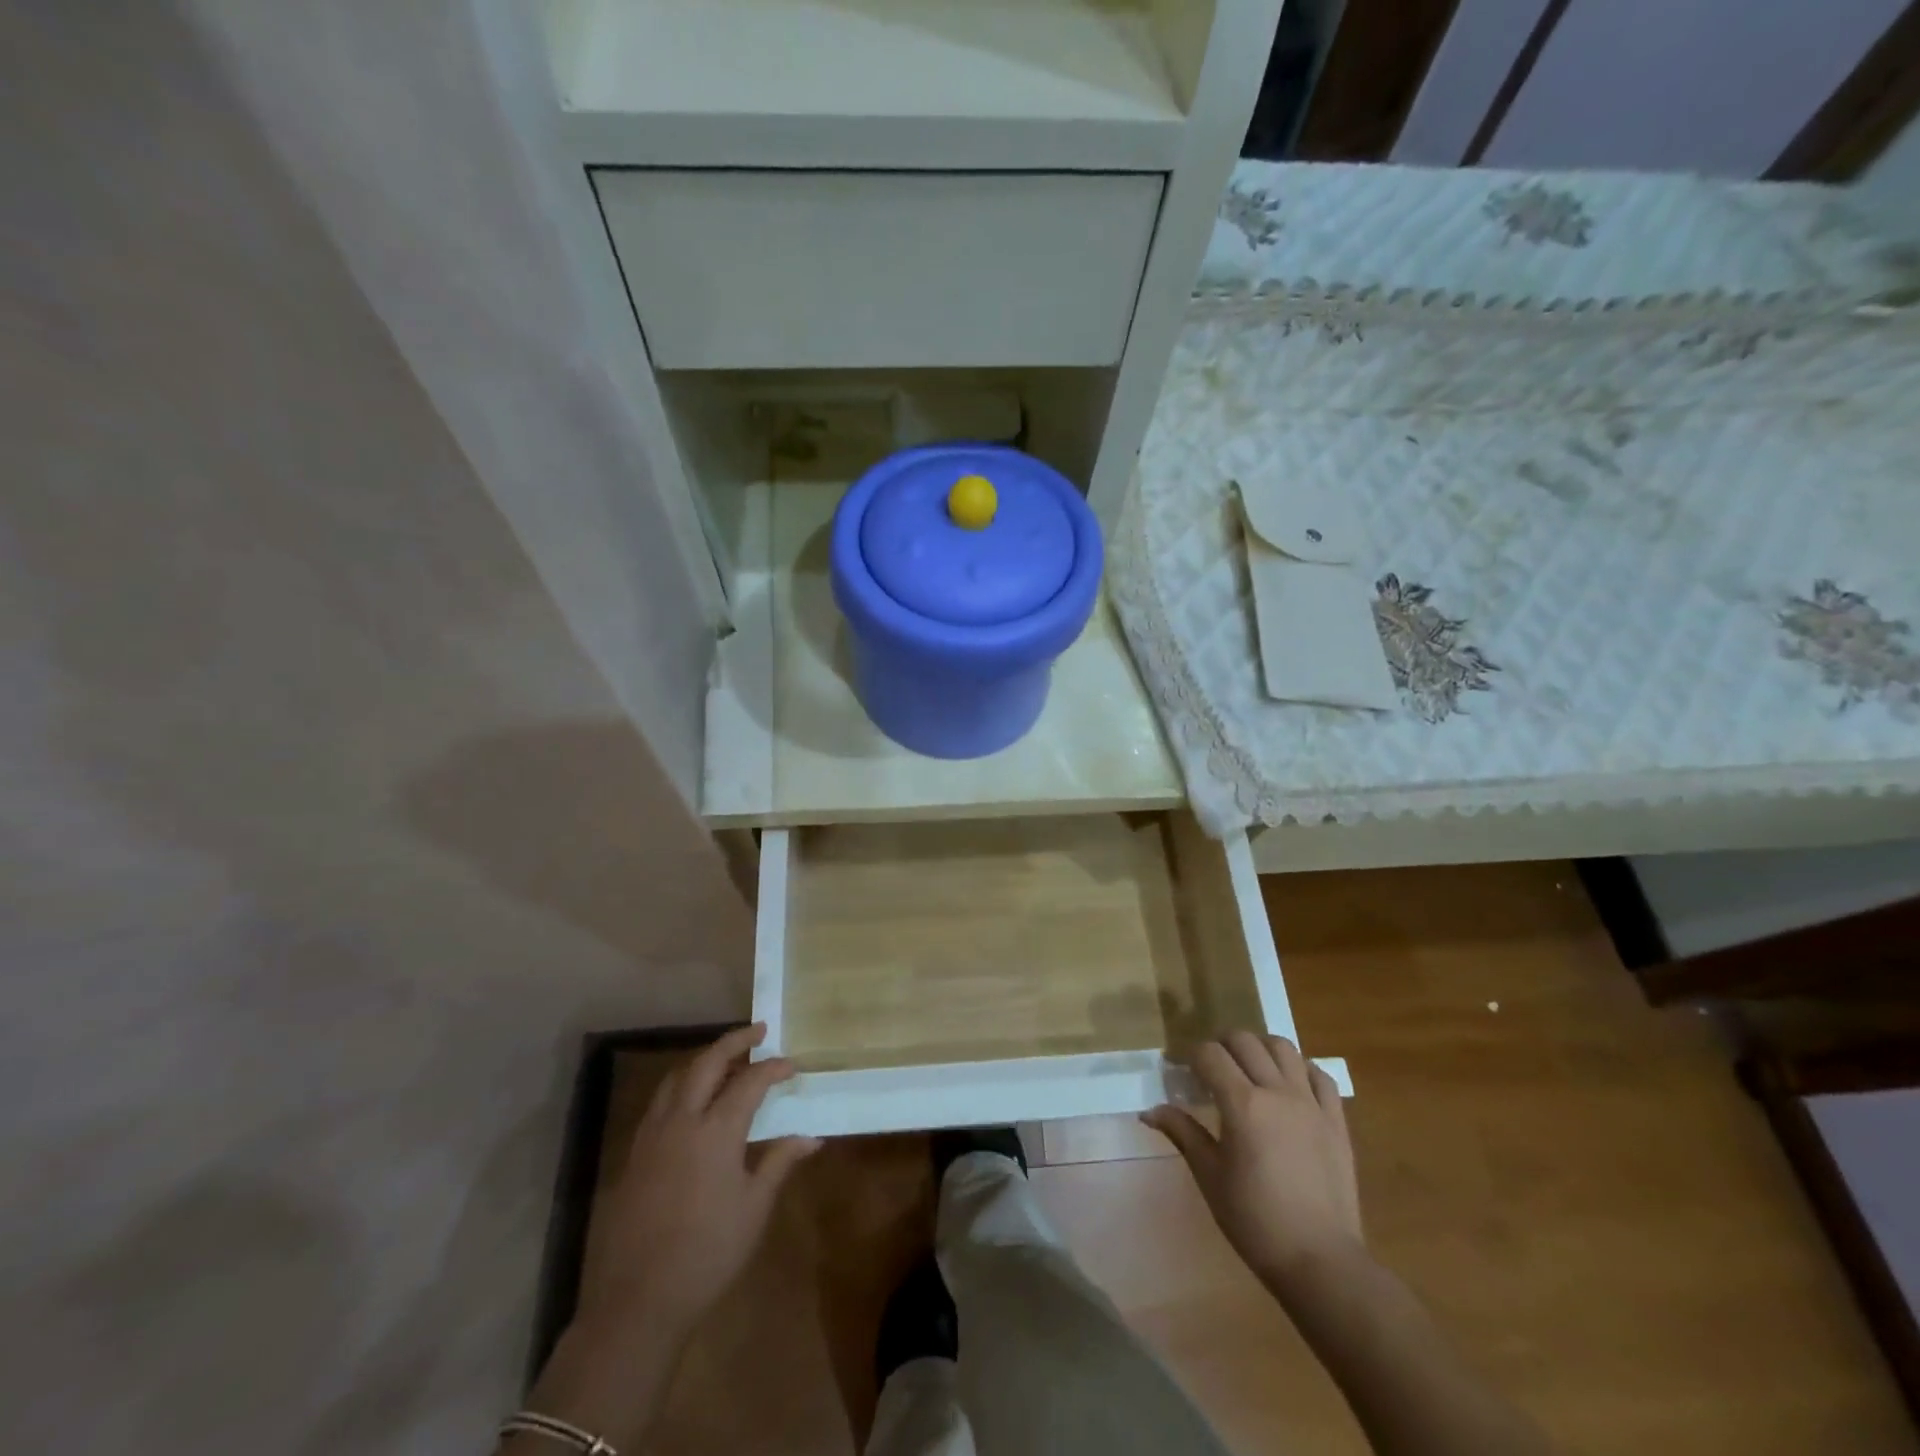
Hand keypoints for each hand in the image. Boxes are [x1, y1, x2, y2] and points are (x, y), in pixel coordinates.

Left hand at [583, 1023, 819, 1334]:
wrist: (639, 1300)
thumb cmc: (708, 1253)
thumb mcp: (754, 1208)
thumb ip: (779, 1162)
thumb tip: (811, 1137)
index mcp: (716, 1131)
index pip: (749, 1081)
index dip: (773, 1068)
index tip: (792, 1065)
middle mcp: (682, 1120)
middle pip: (708, 1063)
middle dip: (735, 1041)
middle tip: (758, 1032)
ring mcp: (653, 1135)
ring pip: (677, 1076)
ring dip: (704, 1059)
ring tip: (726, 1058)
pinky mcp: (634, 1153)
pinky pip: (660, 1101)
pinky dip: (681, 1085)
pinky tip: (692, 1100)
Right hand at [1144, 1032, 1362, 1302]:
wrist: (1320, 1261)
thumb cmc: (1255, 1220)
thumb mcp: (1209, 1176)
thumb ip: (1182, 1133)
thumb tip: (1149, 1111)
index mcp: (1242, 1104)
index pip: (1210, 1055)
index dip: (1191, 1055)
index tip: (1180, 1069)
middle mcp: (1278, 1092)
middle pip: (1245, 1041)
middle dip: (1221, 1045)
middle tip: (1210, 1067)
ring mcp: (1311, 1103)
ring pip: (1283, 1048)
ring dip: (1260, 1047)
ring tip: (1249, 1067)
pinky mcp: (1336, 1121)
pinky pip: (1319, 1076)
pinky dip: (1300, 1068)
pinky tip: (1289, 1083)